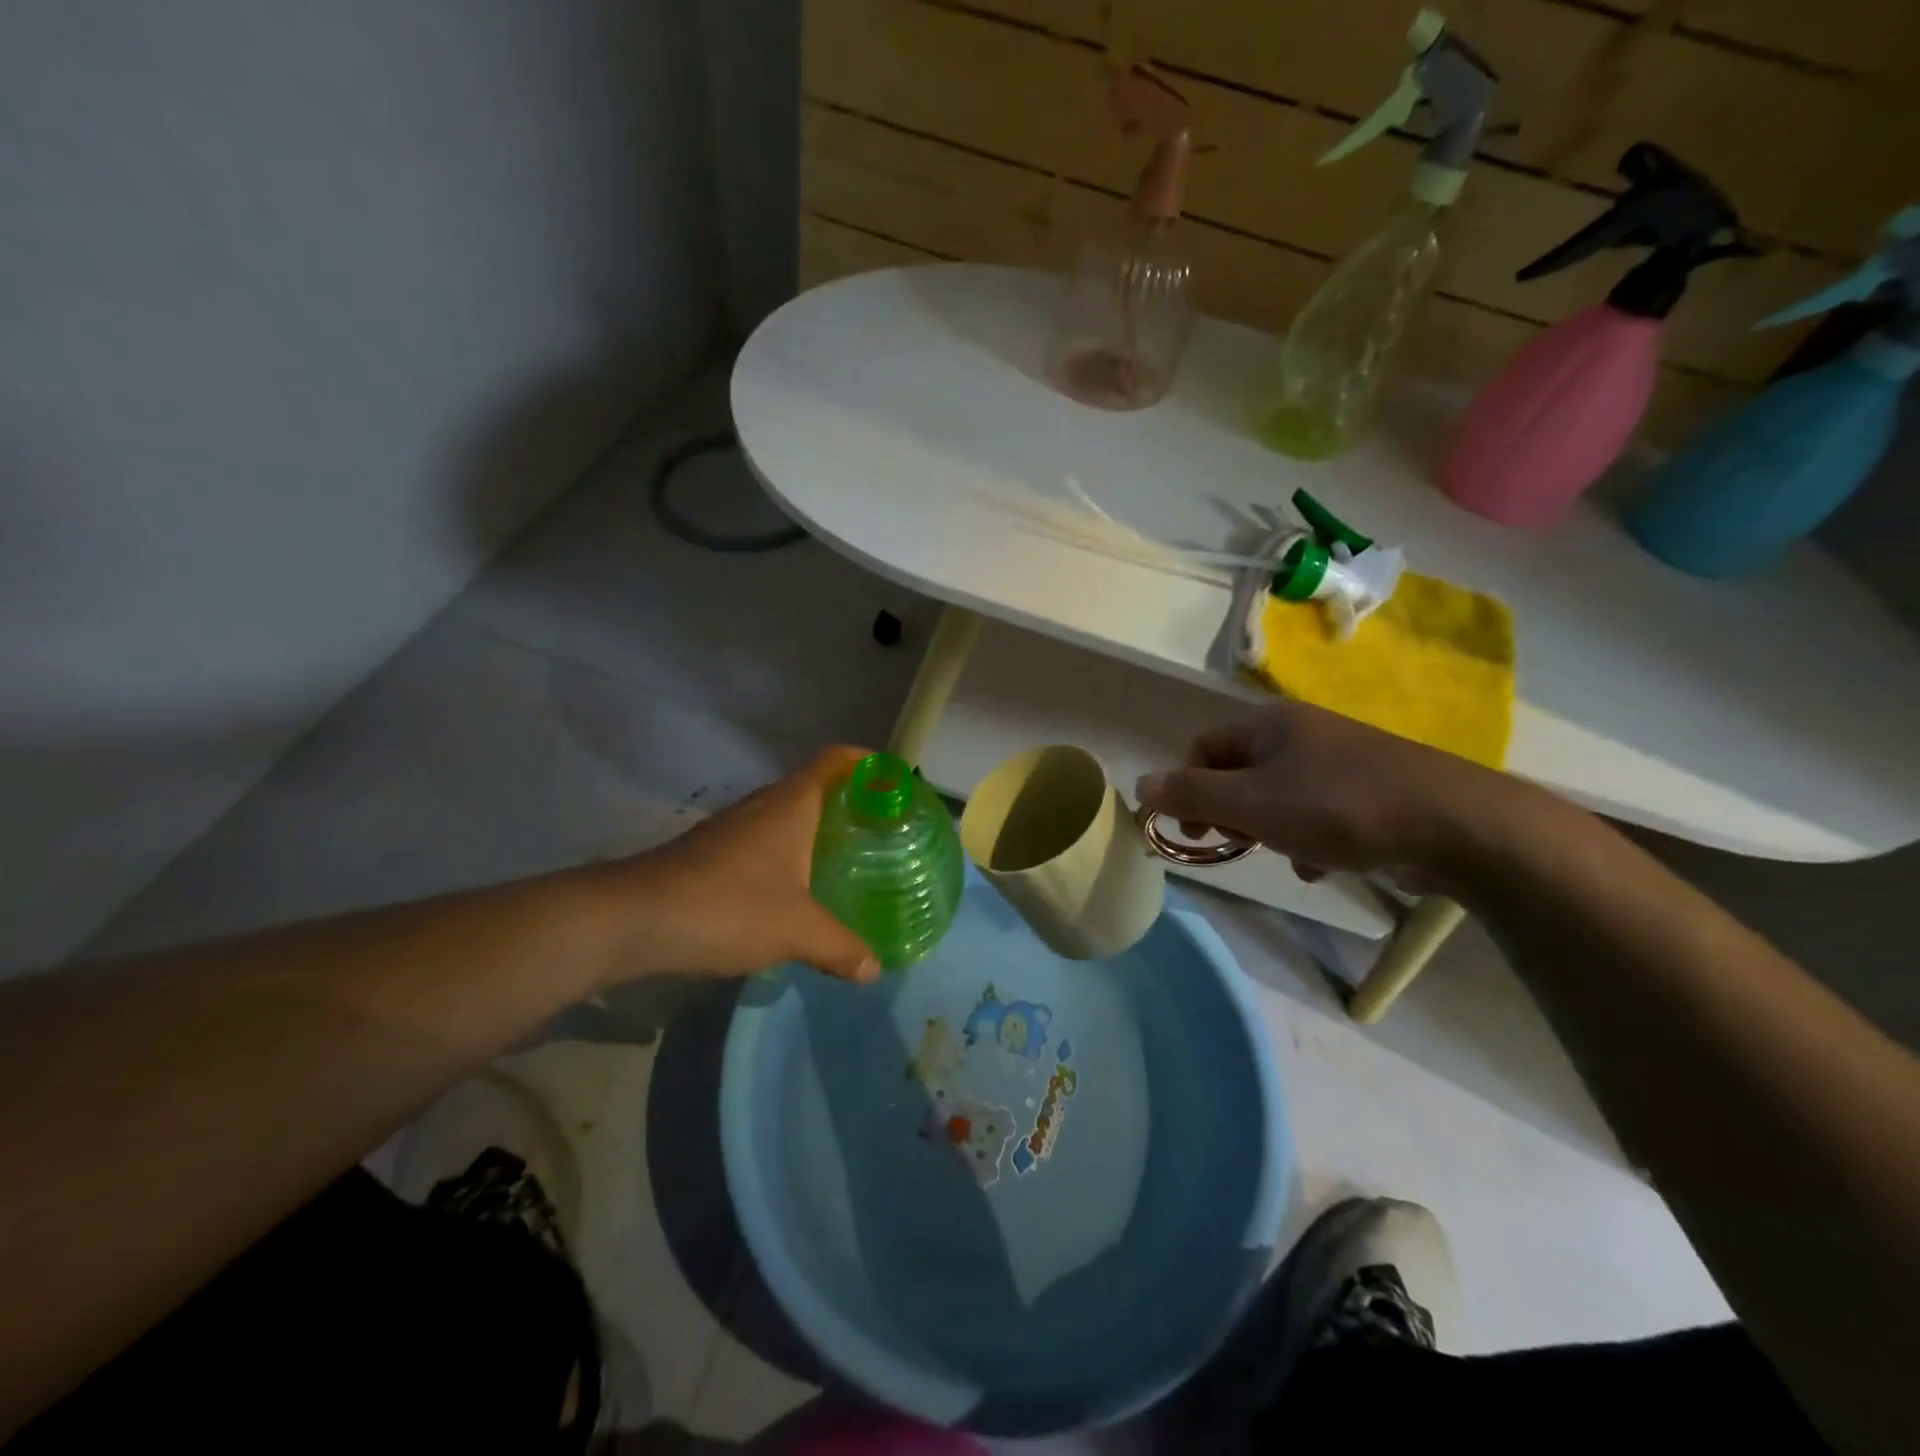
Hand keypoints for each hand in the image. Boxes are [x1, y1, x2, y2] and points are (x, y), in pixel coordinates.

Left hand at [602, 747, 881, 986]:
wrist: (632, 920)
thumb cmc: (727, 907)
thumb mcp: (796, 931)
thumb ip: (841, 947)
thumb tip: (874, 969)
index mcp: (791, 805)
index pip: (834, 760)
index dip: (866, 762)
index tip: (893, 779)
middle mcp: (762, 805)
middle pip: (813, 786)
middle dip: (848, 802)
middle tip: (880, 830)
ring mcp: (732, 828)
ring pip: (785, 816)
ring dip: (816, 829)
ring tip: (846, 859)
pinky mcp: (711, 853)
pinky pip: (763, 841)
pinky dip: (788, 854)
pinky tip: (796, 890)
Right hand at [1135, 701, 1503, 888]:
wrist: (1455, 824)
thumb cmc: (1338, 808)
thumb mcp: (1252, 804)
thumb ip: (1192, 795)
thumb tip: (1140, 784)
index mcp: (1269, 724)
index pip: (1202, 747)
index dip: (1185, 789)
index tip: (1190, 834)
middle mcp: (1302, 732)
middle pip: (1239, 772)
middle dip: (1232, 814)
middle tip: (1241, 843)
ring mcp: (1341, 759)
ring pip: (1279, 796)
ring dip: (1271, 831)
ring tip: (1290, 857)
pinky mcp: (1371, 789)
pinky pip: (1318, 812)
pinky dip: (1310, 838)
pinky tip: (1326, 864)